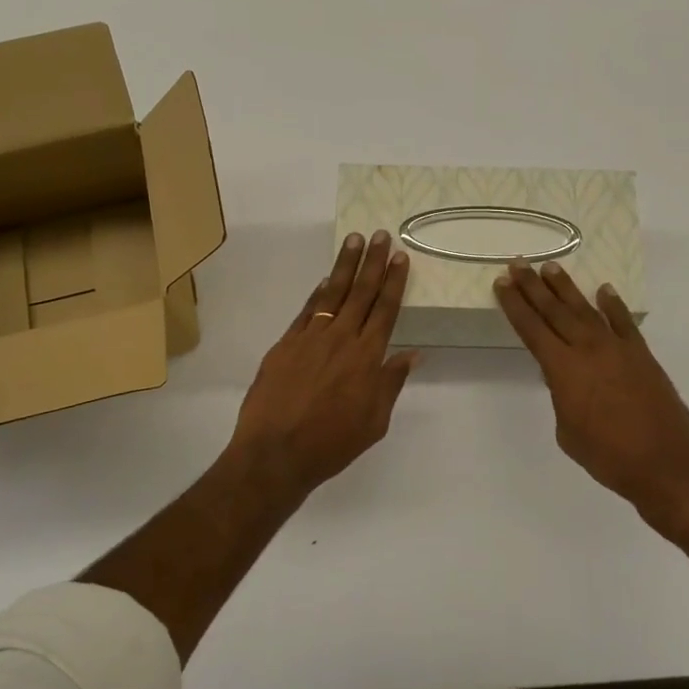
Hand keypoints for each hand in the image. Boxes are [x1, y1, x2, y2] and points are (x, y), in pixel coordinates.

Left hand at [227, 231, 419, 501]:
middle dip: (373, 262)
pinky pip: (306, 310)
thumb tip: (412, 354)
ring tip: (354, 240)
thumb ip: (391, 383)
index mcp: (367, 357)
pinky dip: (317, 292)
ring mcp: (310, 338)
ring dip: (345, 266)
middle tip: (381, 235)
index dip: (394, 282)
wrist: (276, 453)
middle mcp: (341, 339)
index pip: (386, 310)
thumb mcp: (374, 421)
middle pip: (361, 293)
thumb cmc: (332, 443)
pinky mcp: (285, 344)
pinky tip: (324, 279)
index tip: (400, 257)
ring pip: (332, 293)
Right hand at [495, 260, 688, 537]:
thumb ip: (562, 397)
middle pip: (555, 311)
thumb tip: (566, 379)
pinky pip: (624, 322)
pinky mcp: (642, 355)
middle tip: (518, 263)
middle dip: (533, 286)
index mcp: (563, 369)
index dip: (514, 305)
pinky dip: (613, 305)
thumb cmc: (607, 456)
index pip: (531, 328)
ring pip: (586, 310)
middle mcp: (588, 349)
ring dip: (566, 288)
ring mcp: (618, 349)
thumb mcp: (568, 431)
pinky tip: (604, 291)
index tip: (502, 282)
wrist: (665, 463)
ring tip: (551, 267)